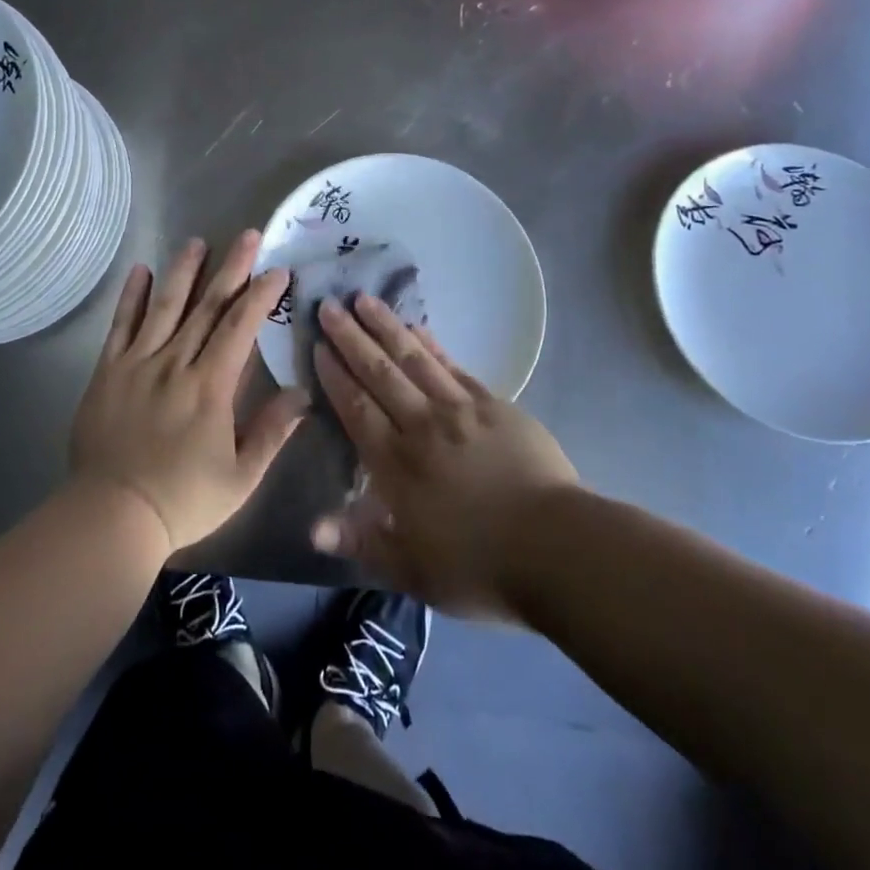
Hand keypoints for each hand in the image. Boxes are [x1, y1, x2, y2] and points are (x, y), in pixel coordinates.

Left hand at [69, 233, 308, 552]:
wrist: (112, 516)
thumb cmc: (183, 500)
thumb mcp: (240, 477)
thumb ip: (272, 431)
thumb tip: (302, 393)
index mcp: (210, 387)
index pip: (240, 328)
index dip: (260, 295)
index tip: (277, 269)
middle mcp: (175, 363)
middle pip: (207, 307)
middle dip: (231, 268)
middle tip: (247, 235)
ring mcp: (138, 363)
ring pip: (165, 306)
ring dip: (183, 271)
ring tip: (197, 241)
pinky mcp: (108, 371)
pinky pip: (121, 326)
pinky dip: (131, 296)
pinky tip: (140, 270)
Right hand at [312, 294, 578, 620]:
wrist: (557, 548)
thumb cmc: (480, 567)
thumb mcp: (412, 570)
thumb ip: (361, 541)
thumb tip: (312, 527)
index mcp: (397, 465)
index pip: (356, 408)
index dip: (334, 376)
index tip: (317, 346)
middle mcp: (422, 426)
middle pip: (380, 373)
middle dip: (350, 338)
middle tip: (328, 305)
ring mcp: (460, 410)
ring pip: (414, 358)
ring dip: (386, 327)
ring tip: (364, 299)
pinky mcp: (494, 405)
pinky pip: (453, 366)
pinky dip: (432, 345)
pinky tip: (418, 327)